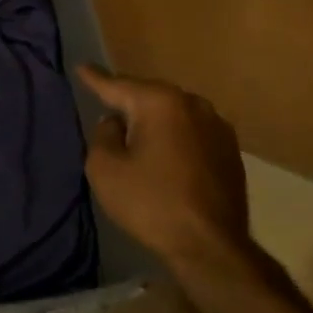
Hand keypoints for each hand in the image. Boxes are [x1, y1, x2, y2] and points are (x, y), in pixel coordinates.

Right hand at [78, 65, 250, 275]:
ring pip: (173, 114)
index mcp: (160, 102)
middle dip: (128, 101)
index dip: (95, 78)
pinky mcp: (230, 151)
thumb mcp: (104, 168)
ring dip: (154, 121)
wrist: (210, 246)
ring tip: (137, 134)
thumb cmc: (150, 203)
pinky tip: (165, 155)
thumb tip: (115, 123)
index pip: (117, 85)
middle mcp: (193, 104)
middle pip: (149, 96)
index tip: (82, 66)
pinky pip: (191, 132)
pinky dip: (175, 138)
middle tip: (106, 107)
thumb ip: (103, 135)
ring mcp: (217, 126)